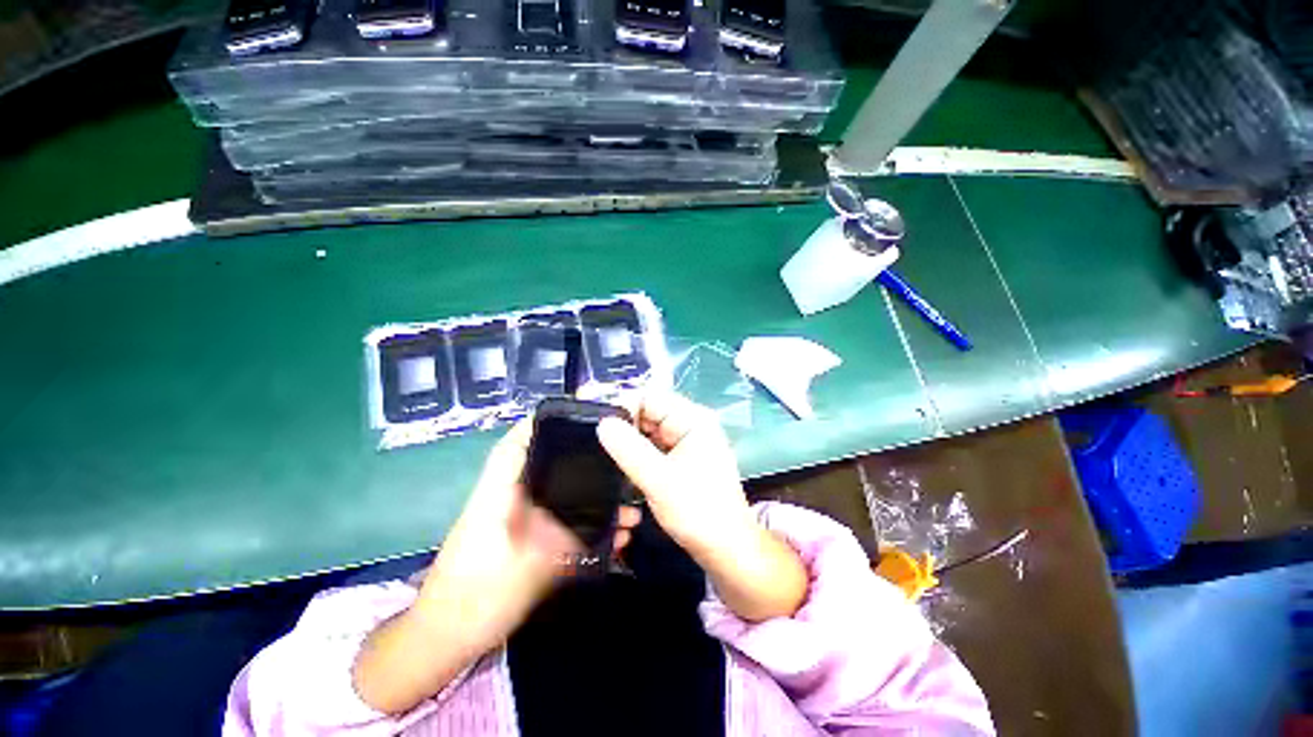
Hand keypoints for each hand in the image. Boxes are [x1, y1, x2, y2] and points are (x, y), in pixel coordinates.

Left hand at [354, 420, 638, 713]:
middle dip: (584, 462)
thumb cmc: (475, 600)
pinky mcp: (525, 544)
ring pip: (561, 498)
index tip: (577, 416)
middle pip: (547, 467)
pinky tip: (614, 537)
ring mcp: (517, 524)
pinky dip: (586, 525)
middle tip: (619, 461)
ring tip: (629, 508)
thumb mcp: (524, 570)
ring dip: (593, 500)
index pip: (515, 445)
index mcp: (498, 495)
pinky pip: (561, 524)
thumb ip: (563, 540)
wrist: (442, 643)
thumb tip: (603, 516)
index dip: (540, 425)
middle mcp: (508, 501)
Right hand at [596, 392, 753, 554]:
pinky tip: (624, 468)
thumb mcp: (659, 480)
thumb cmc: (698, 512)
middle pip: (649, 412)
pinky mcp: (681, 459)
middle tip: (598, 446)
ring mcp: (686, 442)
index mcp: (693, 419)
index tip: (599, 426)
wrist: (726, 548)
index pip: (651, 397)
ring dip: (629, 443)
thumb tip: (603, 423)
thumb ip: (629, 449)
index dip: (624, 406)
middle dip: (624, 426)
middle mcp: (690, 424)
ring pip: (648, 431)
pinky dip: (638, 454)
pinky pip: (653, 447)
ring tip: (607, 458)